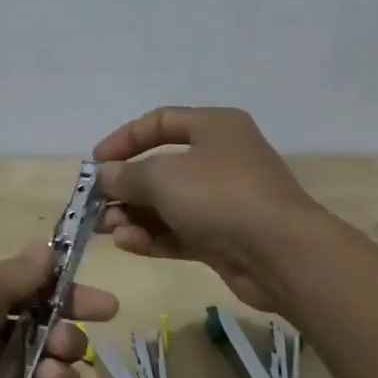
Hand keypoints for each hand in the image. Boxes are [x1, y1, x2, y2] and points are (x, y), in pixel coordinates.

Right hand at [94, 106, 327, 310]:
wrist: (282, 255)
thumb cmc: (219, 196)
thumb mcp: (162, 177)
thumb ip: (126, 175)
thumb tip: (104, 176)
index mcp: (214, 127)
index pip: (159, 122)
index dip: (124, 139)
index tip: (96, 162)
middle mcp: (221, 158)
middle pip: (161, 167)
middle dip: (125, 187)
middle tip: (95, 204)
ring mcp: (224, 200)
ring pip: (168, 203)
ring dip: (135, 215)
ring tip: (107, 229)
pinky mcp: (225, 237)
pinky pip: (180, 231)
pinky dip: (153, 236)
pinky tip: (127, 244)